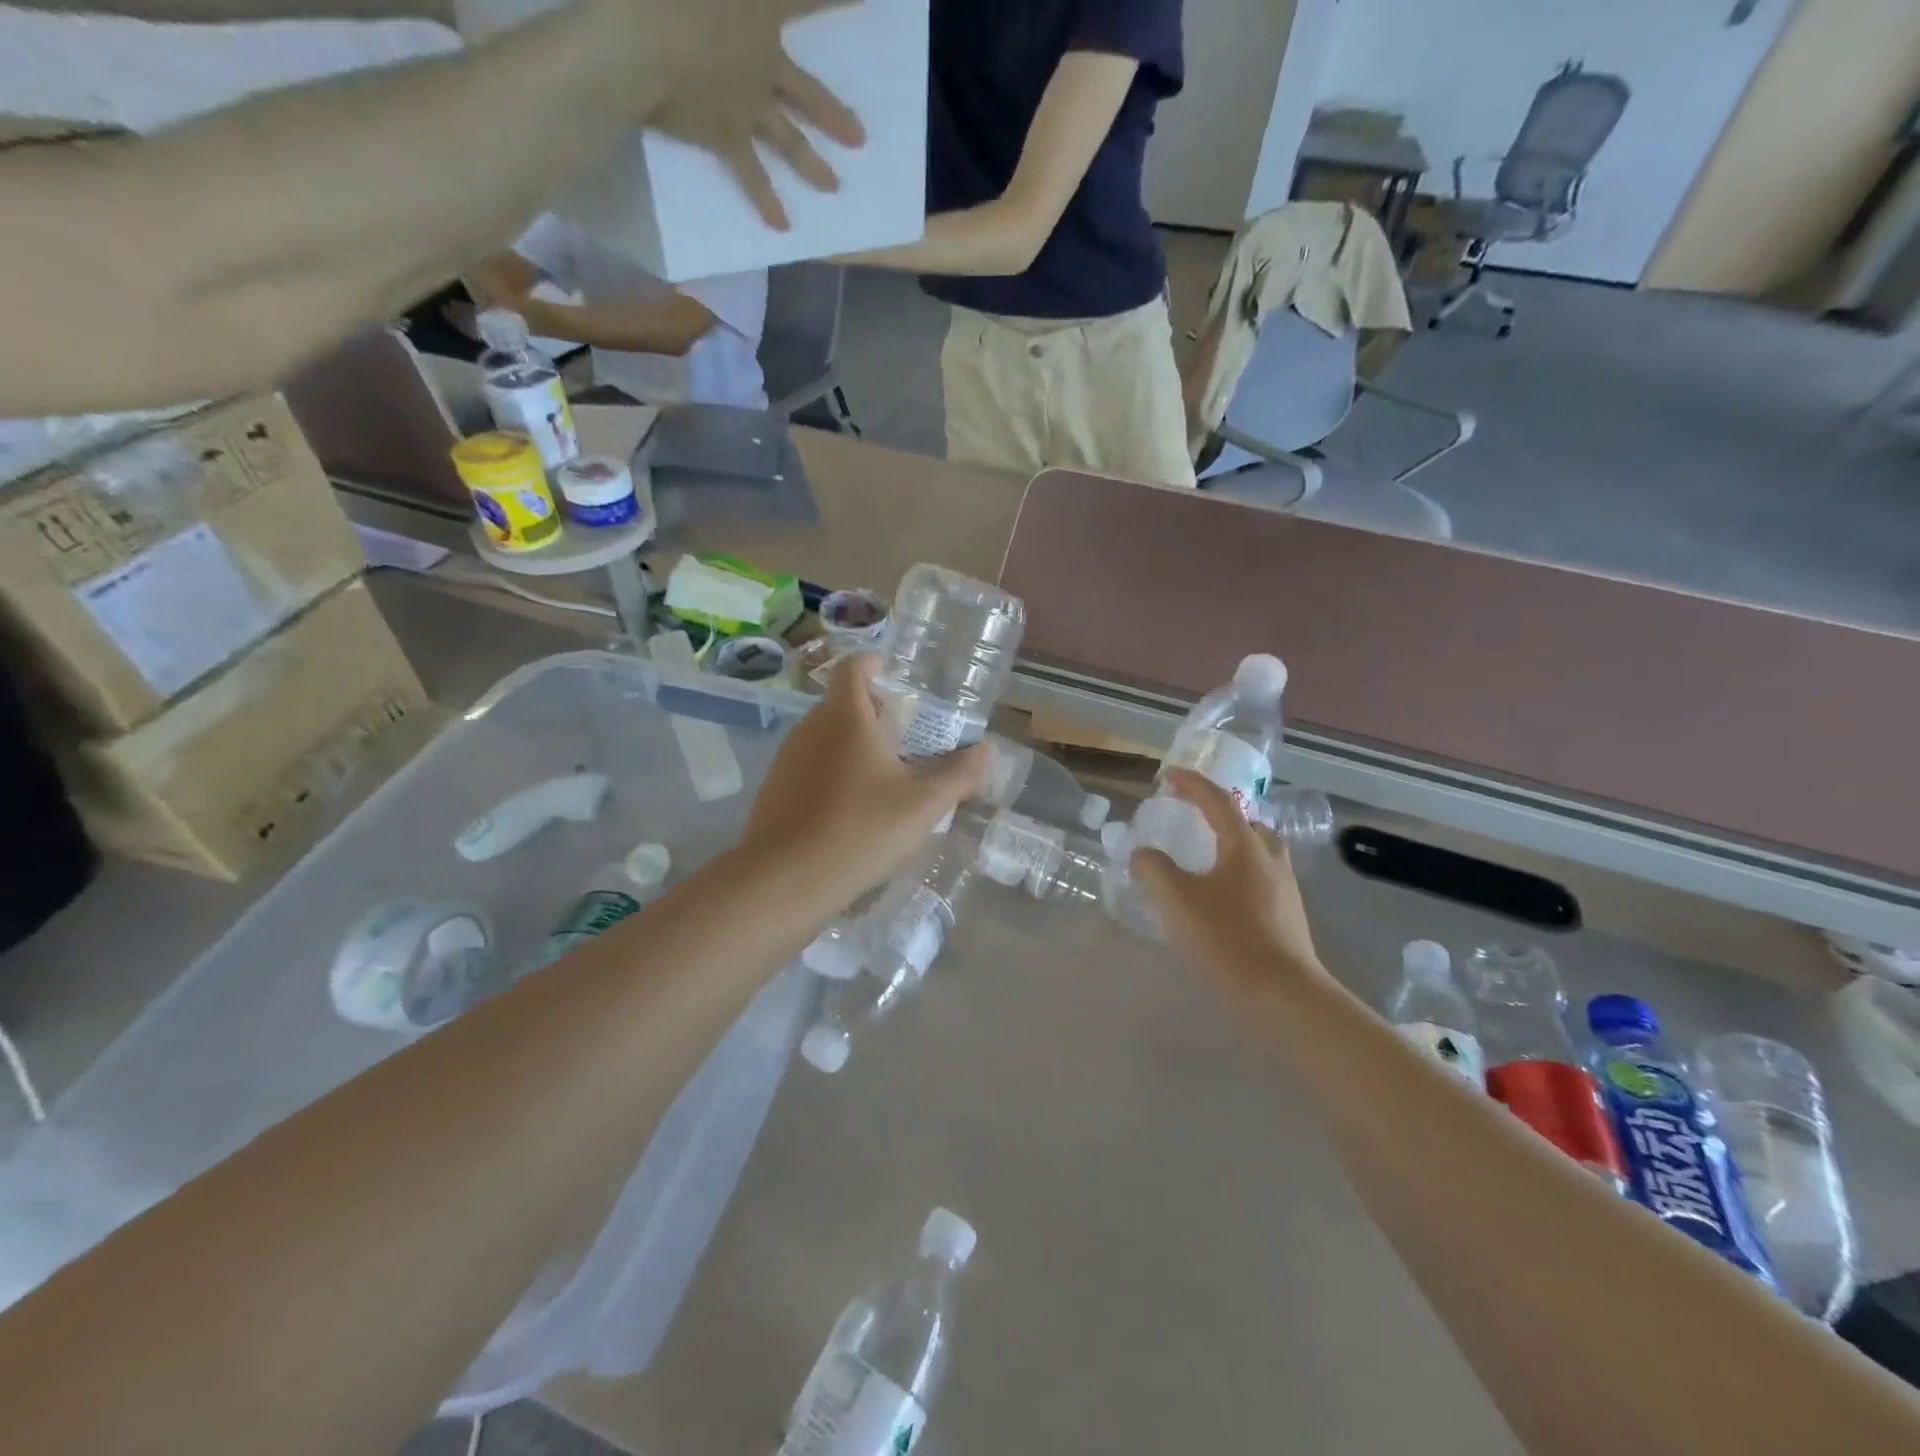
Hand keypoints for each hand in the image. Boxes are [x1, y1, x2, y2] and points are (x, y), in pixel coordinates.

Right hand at [631, 0, 865, 229]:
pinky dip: (766, 201)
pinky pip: (751, 175)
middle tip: (860, 138)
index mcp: (758, 7)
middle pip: (808, 93)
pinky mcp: (728, 136)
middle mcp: (764, 62)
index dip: (837, 1)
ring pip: (791, 141)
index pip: (807, 0)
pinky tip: (782, 226)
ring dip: (814, 166)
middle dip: (834, 115)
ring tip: (835, 188)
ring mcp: (750, 106)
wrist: (639, 36)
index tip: (869, 6)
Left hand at [741, 655, 988, 907]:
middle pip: (842, 704)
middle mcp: (810, 727)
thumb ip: (959, 774)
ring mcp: (787, 759)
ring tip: (886, 779)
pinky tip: (853, 812)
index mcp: (845, 715)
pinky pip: (811, 768)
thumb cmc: (861, 829)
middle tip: (908, 740)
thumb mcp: (923, 804)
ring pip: (826, 738)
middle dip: (874, 714)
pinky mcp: (774, 791)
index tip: (897, 679)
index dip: (874, 664)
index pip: (854, 667)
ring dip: (854, 748)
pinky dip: (834, 776)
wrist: (785, 881)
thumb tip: (987, 750)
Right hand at [1131, 771, 1325, 999]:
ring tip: (1205, 860)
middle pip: (1247, 823)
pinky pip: (1261, 880)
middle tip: (1193, 819)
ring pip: (1259, 853)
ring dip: (1233, 846)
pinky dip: (1239, 875)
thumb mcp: (1175, 899)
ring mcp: (1285, 890)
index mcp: (1244, 846)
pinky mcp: (1289, 918)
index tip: (1169, 776)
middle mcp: (1270, 860)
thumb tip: (1144, 853)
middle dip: (1220, 815)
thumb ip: (1153, 869)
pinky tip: (1221, 900)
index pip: (1217, 800)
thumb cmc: (1226, 938)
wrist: (1283, 995)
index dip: (1192, 784)